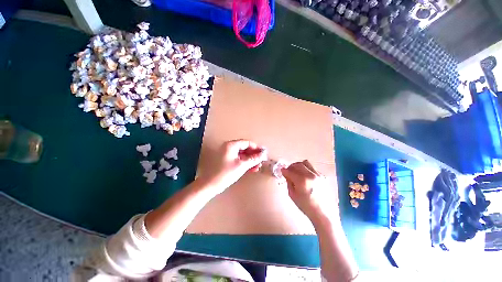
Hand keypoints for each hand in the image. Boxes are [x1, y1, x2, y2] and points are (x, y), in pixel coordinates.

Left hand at [200, 139, 267, 193]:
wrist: (211, 185)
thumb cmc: (226, 173)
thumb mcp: (242, 165)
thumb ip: (254, 159)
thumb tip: (263, 154)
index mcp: (231, 145)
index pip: (247, 143)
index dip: (256, 147)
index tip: (263, 153)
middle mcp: (229, 147)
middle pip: (245, 148)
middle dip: (254, 155)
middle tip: (261, 160)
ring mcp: (228, 154)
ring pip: (243, 155)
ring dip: (250, 160)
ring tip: (258, 166)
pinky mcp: (227, 161)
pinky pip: (239, 159)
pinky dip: (245, 163)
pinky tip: (252, 168)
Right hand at [282, 160, 335, 222]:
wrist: (322, 212)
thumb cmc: (305, 205)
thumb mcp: (292, 195)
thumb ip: (288, 182)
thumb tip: (285, 173)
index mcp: (302, 181)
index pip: (290, 171)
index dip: (284, 170)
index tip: (282, 170)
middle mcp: (310, 175)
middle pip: (297, 164)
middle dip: (291, 166)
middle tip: (289, 171)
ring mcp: (318, 175)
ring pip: (306, 163)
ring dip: (299, 165)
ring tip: (297, 171)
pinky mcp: (322, 176)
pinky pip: (312, 168)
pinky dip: (307, 169)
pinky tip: (305, 176)